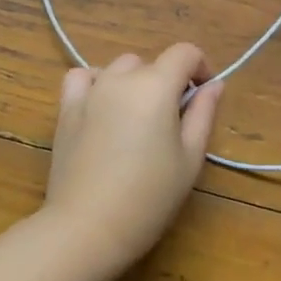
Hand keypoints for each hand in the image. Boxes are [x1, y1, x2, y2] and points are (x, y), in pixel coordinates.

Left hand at [40, 43, 224, 280]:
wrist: (88, 228)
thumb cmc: (149, 197)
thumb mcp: (189, 158)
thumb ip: (203, 114)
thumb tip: (213, 85)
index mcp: (156, 86)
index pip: (185, 53)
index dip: (200, 67)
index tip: (203, 97)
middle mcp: (121, 78)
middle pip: (152, 64)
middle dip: (167, 83)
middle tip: (171, 124)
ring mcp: (90, 91)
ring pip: (119, 69)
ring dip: (134, 83)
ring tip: (137, 120)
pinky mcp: (66, 109)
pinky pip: (82, 78)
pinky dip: (96, 83)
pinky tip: (102, 107)